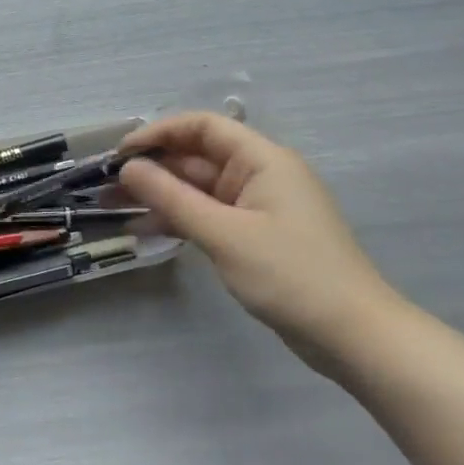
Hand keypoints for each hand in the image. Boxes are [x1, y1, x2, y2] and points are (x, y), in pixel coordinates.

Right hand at [116, 112, 405, 371]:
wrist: (355, 337)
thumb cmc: (291, 275)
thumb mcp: (224, 234)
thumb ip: (172, 198)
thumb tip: (128, 168)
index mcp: (263, 160)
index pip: (203, 127)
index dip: (159, 133)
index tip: (121, 153)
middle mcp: (261, 175)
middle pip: (198, 157)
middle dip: (154, 167)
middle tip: (109, 185)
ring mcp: (259, 207)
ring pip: (200, 189)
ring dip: (162, 194)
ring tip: (116, 206)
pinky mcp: (256, 236)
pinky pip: (210, 215)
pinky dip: (180, 219)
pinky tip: (147, 230)